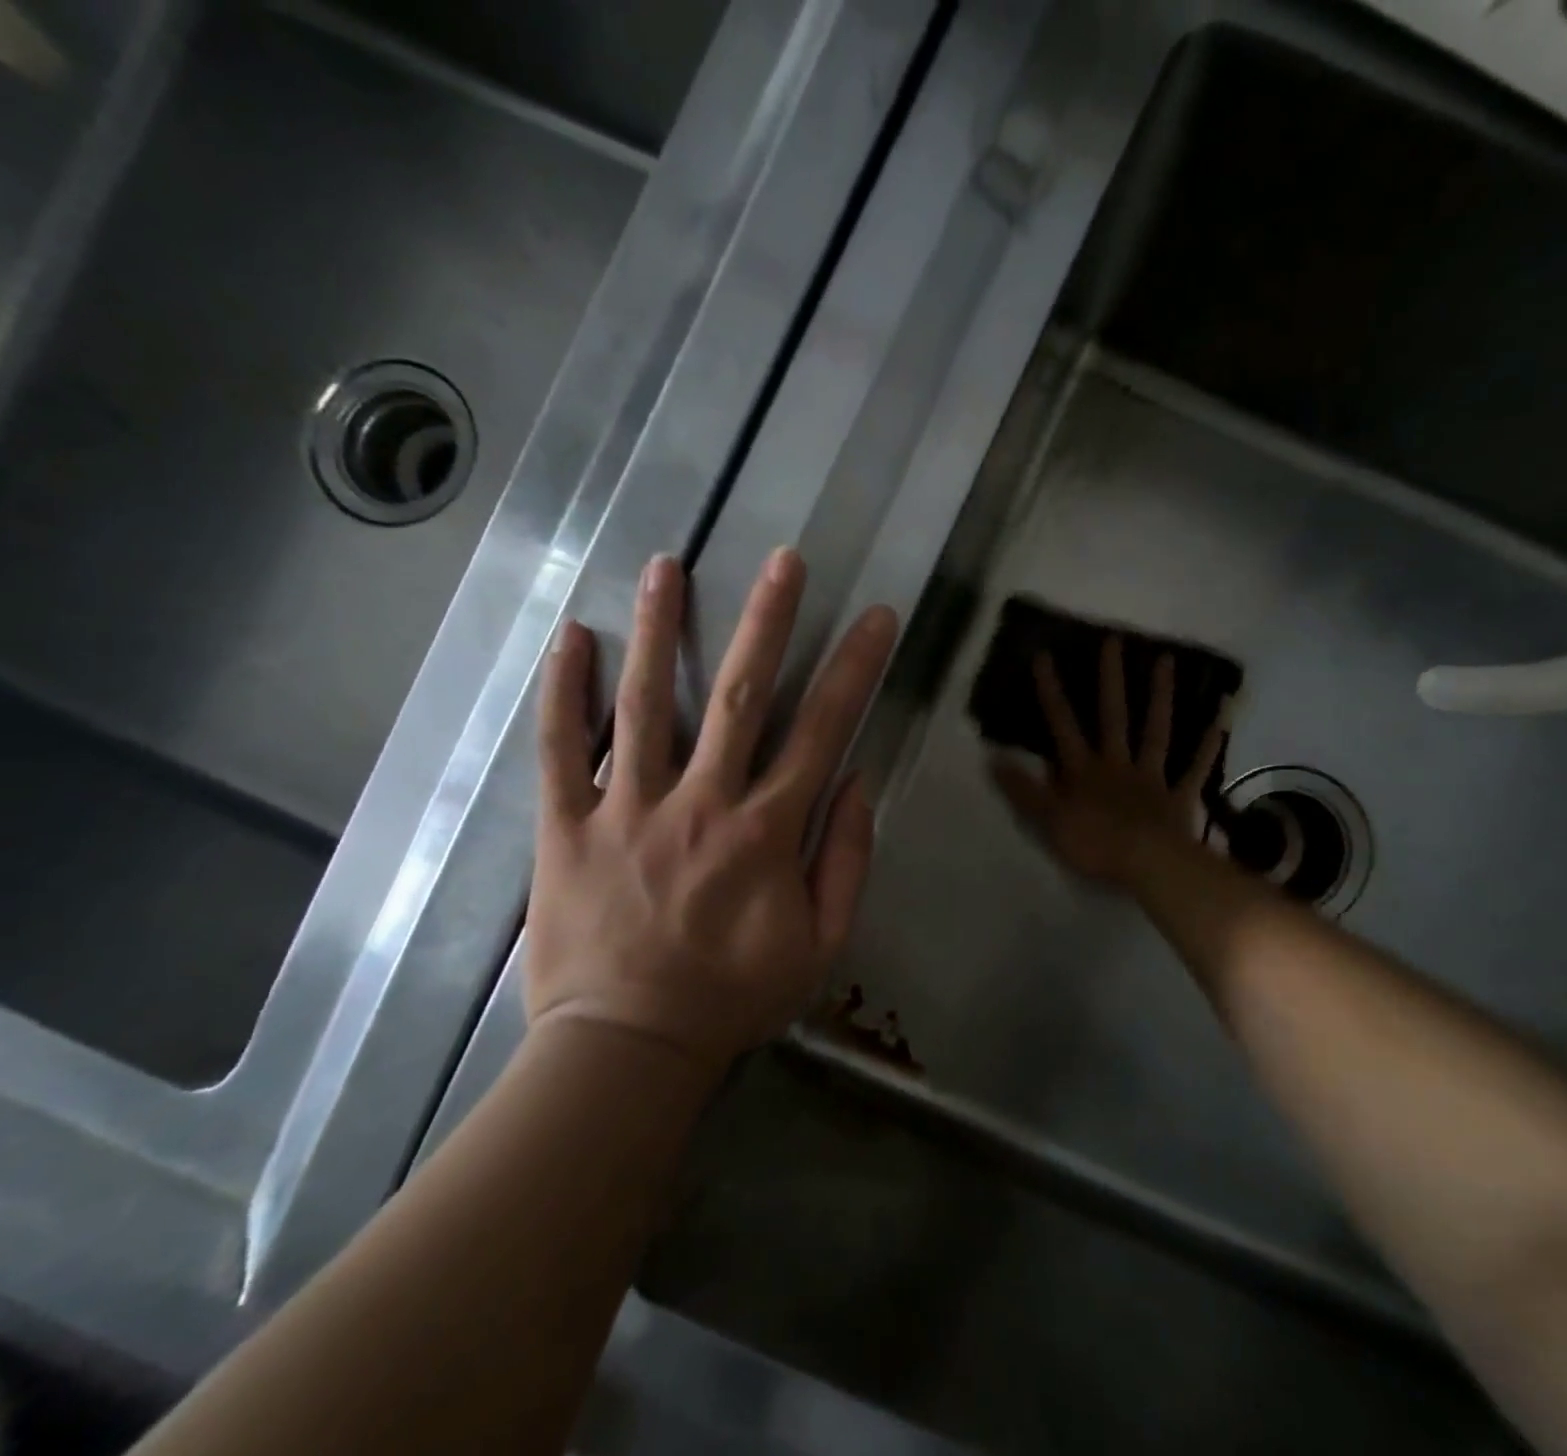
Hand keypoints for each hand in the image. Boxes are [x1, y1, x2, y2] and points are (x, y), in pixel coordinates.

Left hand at [524, 548, 897, 1075]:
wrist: (626, 1049)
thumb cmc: (732, 998)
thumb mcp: (820, 945)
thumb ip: (846, 861)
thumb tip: (857, 784)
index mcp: (766, 832)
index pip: (823, 730)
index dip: (854, 669)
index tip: (874, 617)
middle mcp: (701, 802)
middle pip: (742, 696)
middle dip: (768, 622)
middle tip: (782, 560)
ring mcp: (628, 809)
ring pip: (647, 704)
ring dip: (662, 630)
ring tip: (667, 566)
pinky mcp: (566, 827)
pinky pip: (562, 750)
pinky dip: (565, 693)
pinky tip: (573, 638)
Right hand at [991, 635, 1223, 886]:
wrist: (1148, 865)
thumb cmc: (1095, 845)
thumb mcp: (1048, 821)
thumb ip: (1023, 790)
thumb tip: (992, 758)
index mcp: (1084, 771)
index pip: (1063, 726)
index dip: (1052, 693)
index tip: (1045, 656)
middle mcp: (1117, 765)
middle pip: (1113, 717)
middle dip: (1111, 679)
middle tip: (1114, 640)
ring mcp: (1152, 778)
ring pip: (1156, 731)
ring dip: (1160, 696)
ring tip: (1166, 660)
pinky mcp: (1179, 796)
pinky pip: (1196, 768)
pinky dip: (1208, 744)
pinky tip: (1222, 717)